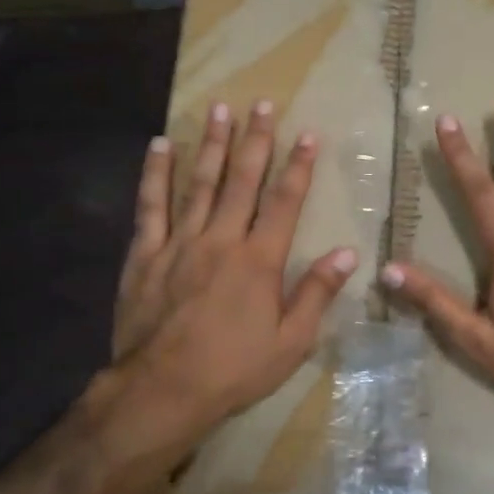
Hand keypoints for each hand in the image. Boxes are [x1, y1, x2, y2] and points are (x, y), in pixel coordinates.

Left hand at [100, 99, 357, 440]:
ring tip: (218, 109)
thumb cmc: (234, 369)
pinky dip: (155, 174)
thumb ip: (317, 293)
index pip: (285, 202)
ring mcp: (179, 243)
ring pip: (198, 183)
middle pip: (241, 180)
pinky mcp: (145, 255)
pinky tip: (159, 146)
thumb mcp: (291, 342)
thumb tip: (347, 252)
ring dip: (210, 144)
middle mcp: (221, 240)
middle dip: (255, 140)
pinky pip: (150, 206)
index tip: (308, 133)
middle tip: (261, 103)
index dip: (298, 166)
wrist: (162, 390)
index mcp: (259, 260)